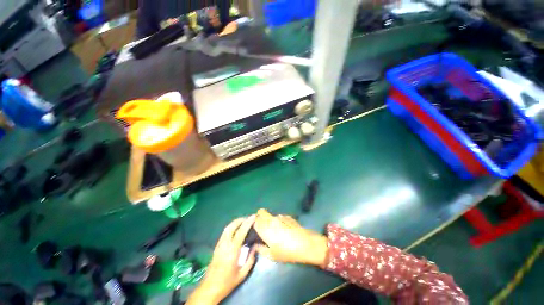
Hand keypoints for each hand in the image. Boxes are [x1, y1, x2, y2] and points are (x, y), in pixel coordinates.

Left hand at [187, 216, 256, 304]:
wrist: (210, 288)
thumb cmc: (227, 282)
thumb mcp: (242, 274)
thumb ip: (250, 260)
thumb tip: (255, 247)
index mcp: (232, 251)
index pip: (241, 232)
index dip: (247, 223)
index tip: (253, 217)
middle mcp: (225, 245)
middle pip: (232, 226)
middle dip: (241, 220)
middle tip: (248, 218)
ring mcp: (219, 245)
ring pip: (227, 228)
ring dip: (235, 222)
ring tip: (243, 221)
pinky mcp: (216, 247)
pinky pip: (224, 233)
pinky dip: (231, 227)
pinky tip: (235, 229)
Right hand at [253, 209, 327, 266]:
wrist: (305, 244)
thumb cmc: (287, 252)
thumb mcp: (272, 255)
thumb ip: (261, 249)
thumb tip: (255, 245)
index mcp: (265, 229)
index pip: (254, 221)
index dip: (253, 223)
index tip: (254, 228)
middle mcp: (271, 220)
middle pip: (261, 212)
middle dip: (259, 216)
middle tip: (262, 226)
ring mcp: (280, 217)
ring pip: (271, 215)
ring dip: (270, 220)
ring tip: (276, 230)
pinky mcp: (288, 216)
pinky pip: (280, 217)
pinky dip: (279, 221)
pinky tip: (285, 229)